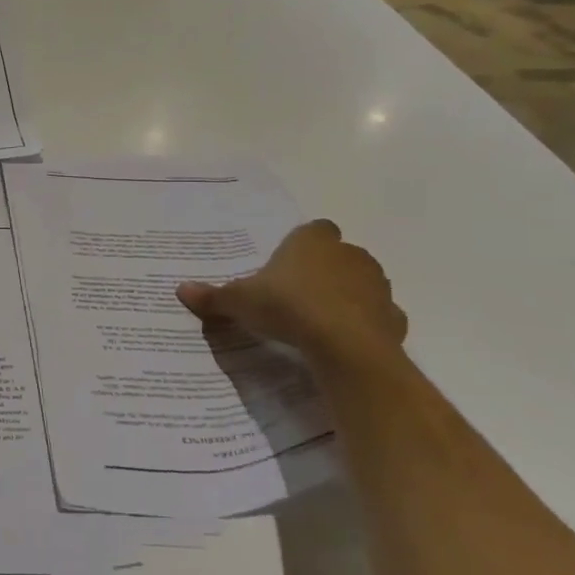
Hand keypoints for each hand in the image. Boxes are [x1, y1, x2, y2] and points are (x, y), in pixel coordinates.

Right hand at [176, 220, 406, 362]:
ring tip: (319, 320)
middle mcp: (349, 254)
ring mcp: (376, 284)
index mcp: (312, 241)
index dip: (301, 245)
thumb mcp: (240, 302)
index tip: (286, 266)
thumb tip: (180, 290)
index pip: (313, 229)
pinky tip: (342, 340)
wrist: (345, 345)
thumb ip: (213, 296)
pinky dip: (364, 324)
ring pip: (361, 282)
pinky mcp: (393, 317)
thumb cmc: (288, 307)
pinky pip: (376, 315)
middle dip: (323, 270)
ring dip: (346, 295)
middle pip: (338, 254)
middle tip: (296, 294)